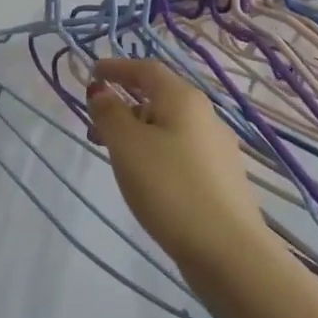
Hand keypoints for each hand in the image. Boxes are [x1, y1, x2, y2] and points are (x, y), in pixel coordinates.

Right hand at [86, 57, 264, 261]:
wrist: (226, 249)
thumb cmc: (169, 187)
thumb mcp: (127, 145)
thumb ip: (110, 113)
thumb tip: (102, 91)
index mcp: (183, 99)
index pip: (147, 69)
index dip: (117, 67)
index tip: (91, 72)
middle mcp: (205, 115)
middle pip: (159, 96)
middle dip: (124, 103)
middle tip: (94, 123)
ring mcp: (217, 148)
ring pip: (169, 125)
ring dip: (137, 129)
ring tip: (113, 154)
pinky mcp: (220, 177)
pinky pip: (179, 149)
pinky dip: (155, 150)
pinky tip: (144, 176)